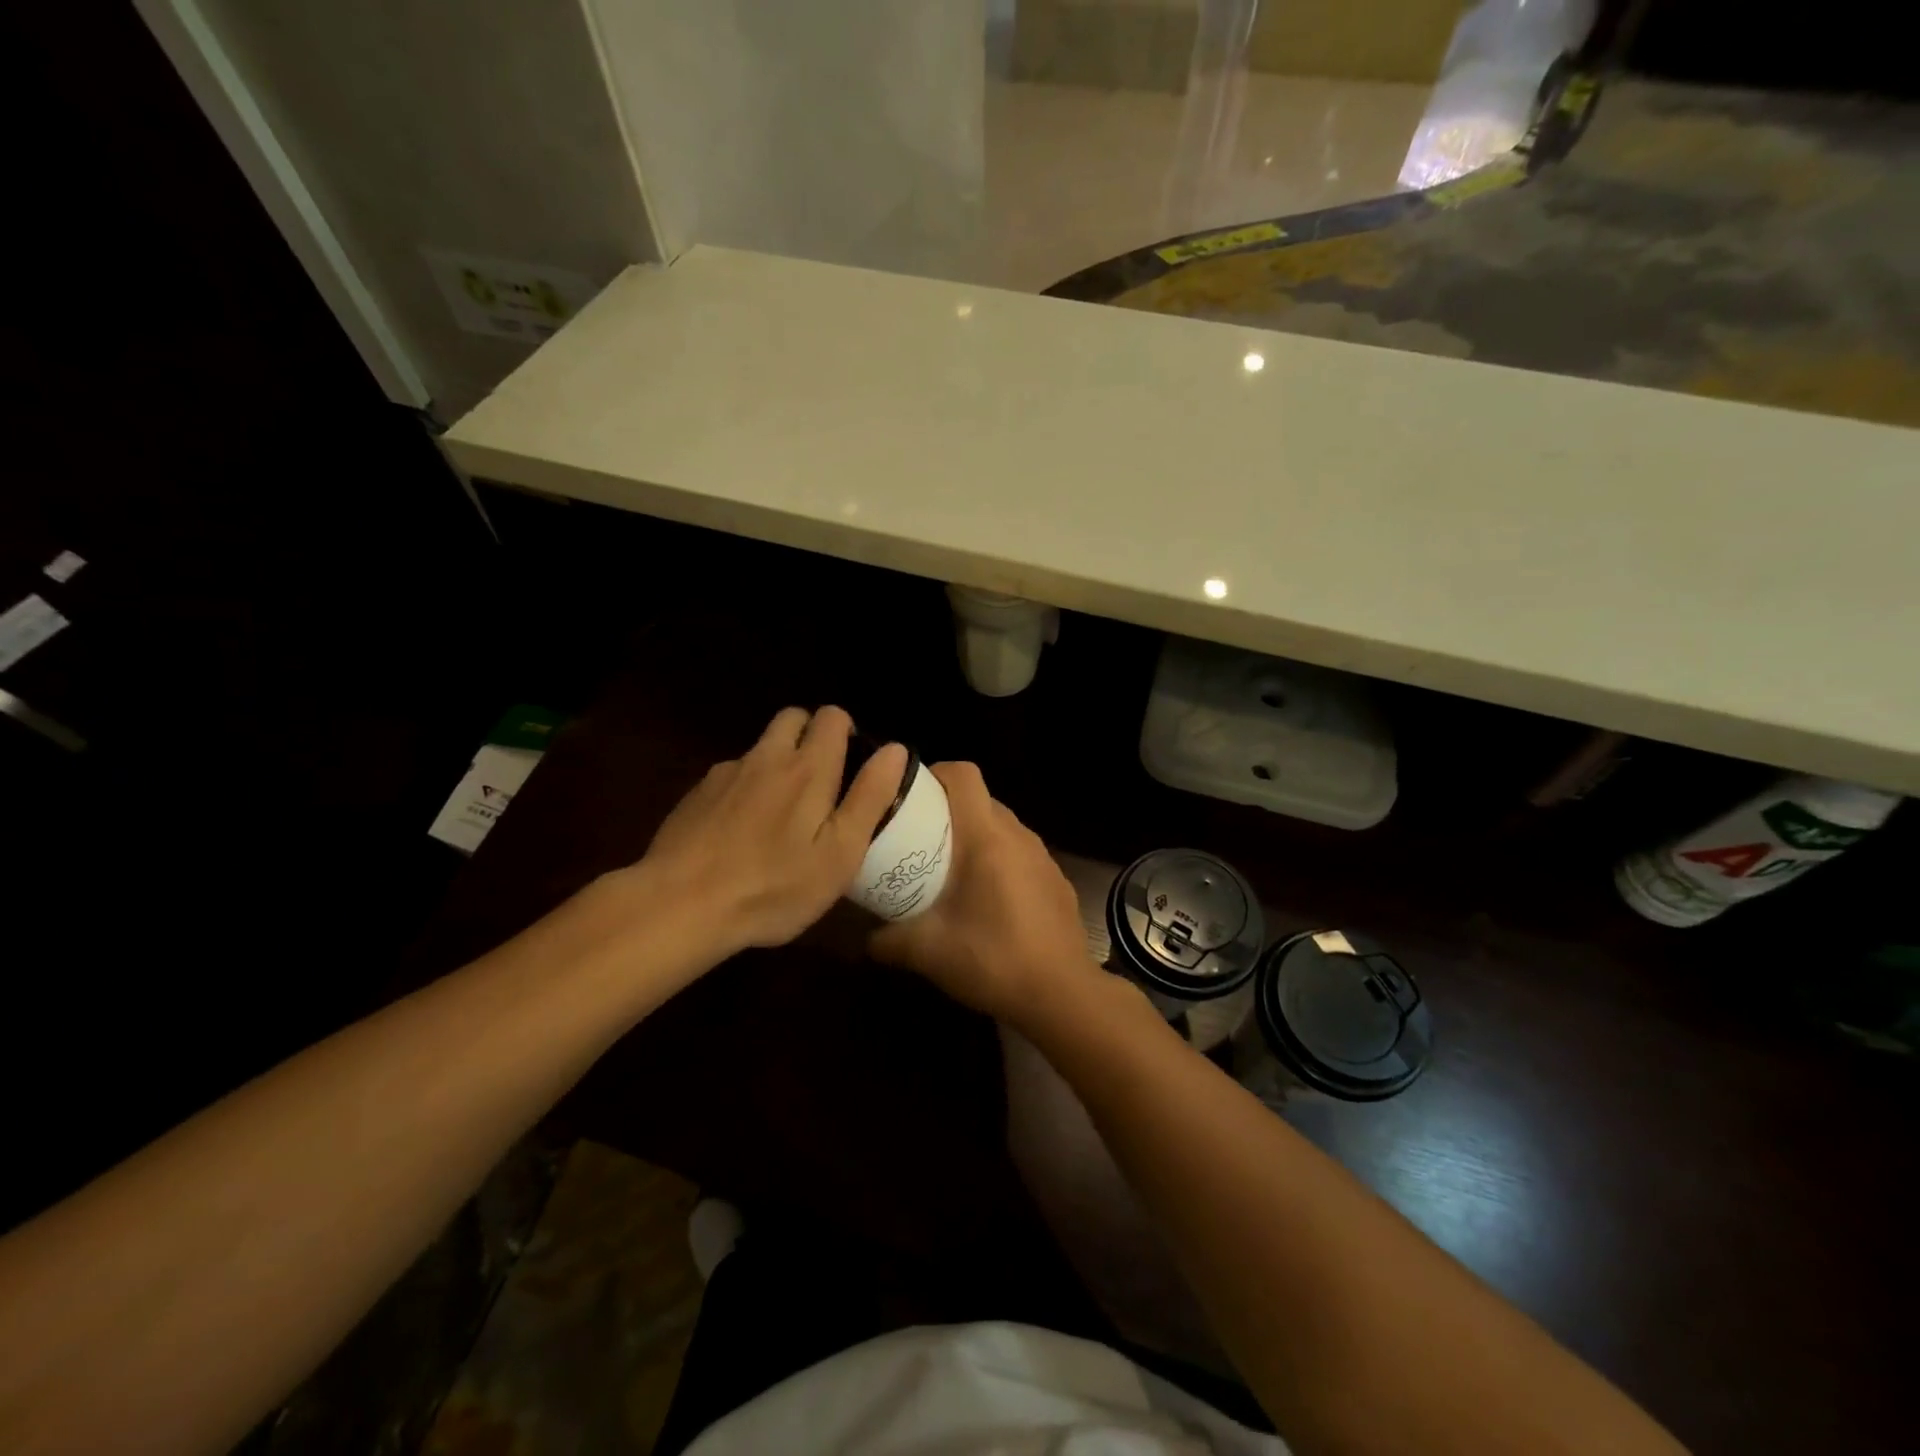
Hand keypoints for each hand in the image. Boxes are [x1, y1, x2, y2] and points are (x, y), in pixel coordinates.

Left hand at [636, 706, 907, 957]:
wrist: (679, 904)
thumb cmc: (773, 886)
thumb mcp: (840, 853)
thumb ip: (870, 797)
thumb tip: (895, 749)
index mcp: (808, 768)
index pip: (832, 717)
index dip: (847, 732)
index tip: (852, 765)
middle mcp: (766, 757)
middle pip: (793, 718)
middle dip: (811, 735)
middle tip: (821, 781)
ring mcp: (726, 773)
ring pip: (761, 748)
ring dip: (777, 762)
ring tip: (781, 814)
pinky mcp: (696, 794)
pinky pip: (732, 776)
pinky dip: (745, 789)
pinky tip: (741, 832)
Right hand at [868, 761, 1103, 1026]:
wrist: (1062, 994)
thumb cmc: (993, 960)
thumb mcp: (928, 951)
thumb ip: (888, 939)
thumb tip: (864, 939)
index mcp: (986, 838)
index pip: (964, 775)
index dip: (935, 773)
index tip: (911, 796)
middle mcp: (1018, 835)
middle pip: (980, 799)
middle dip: (948, 809)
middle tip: (919, 838)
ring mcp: (1042, 856)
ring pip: (1002, 825)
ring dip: (975, 835)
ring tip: (950, 868)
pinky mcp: (1056, 879)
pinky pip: (1020, 851)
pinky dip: (999, 859)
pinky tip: (988, 898)